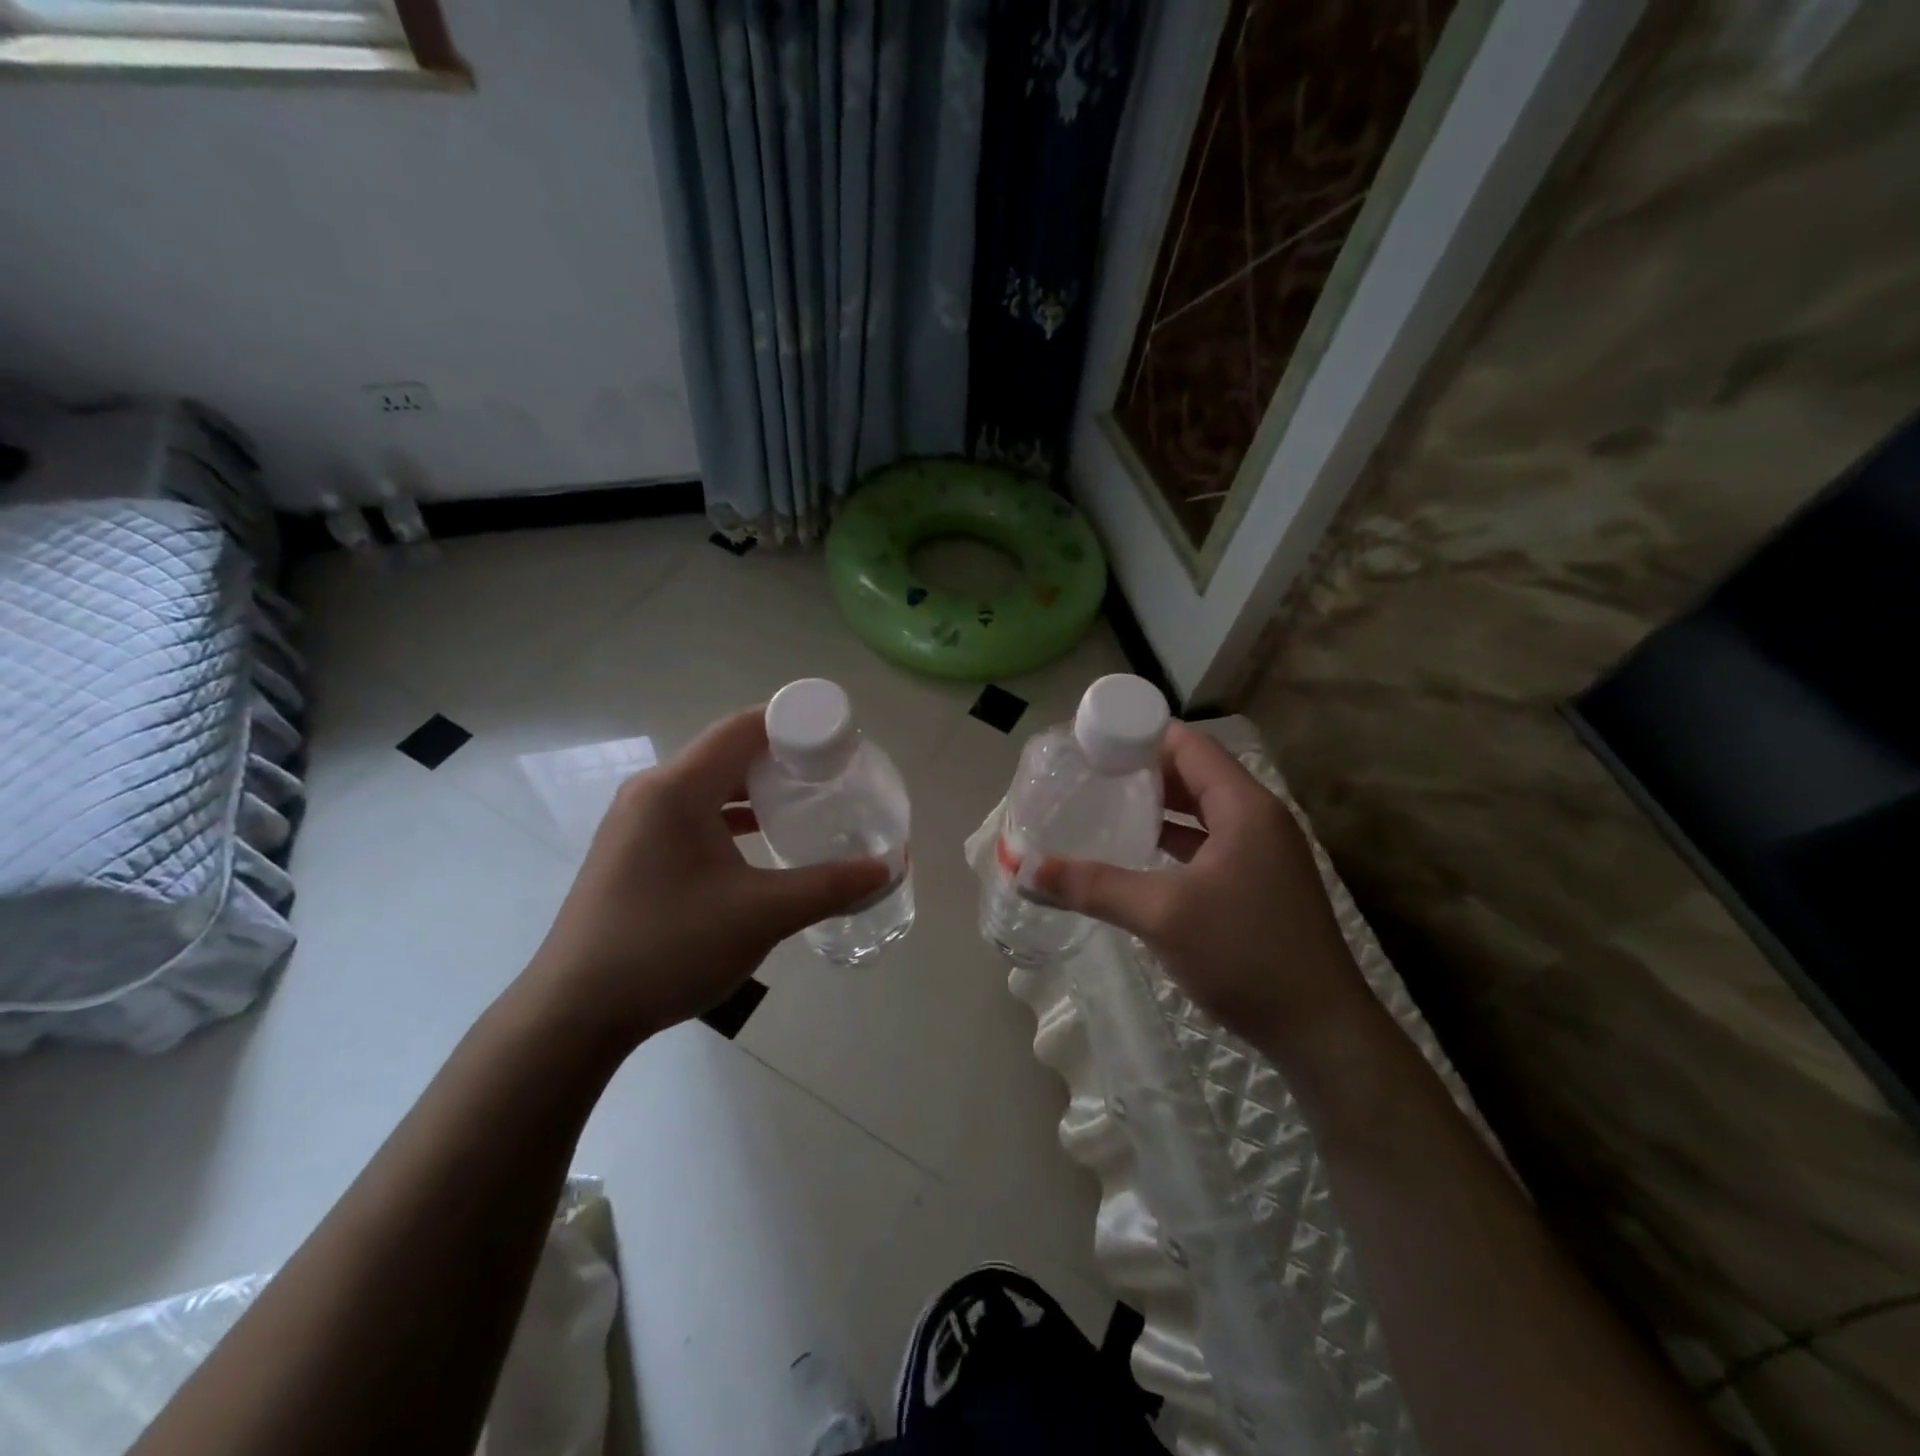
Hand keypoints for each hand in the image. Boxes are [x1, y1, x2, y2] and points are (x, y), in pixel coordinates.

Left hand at [523, 708, 888, 1054]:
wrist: (574, 1013)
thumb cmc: (669, 947)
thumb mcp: (761, 915)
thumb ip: (828, 886)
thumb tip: (885, 869)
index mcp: (677, 789)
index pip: (743, 728)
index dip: (794, 723)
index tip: (839, 739)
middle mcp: (652, 792)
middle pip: (726, 752)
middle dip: (781, 756)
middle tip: (832, 773)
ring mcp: (636, 822)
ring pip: (708, 785)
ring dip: (755, 788)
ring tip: (804, 801)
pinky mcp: (632, 851)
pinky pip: (690, 813)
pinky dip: (729, 816)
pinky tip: (758, 839)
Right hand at [1032, 723, 1366, 1051]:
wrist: (1319, 1030)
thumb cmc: (1244, 953)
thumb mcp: (1162, 914)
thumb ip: (1094, 886)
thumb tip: (1028, 871)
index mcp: (1245, 807)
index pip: (1190, 746)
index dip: (1141, 737)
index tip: (1093, 745)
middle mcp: (1258, 819)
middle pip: (1195, 775)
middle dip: (1143, 772)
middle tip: (1090, 776)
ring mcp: (1263, 854)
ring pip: (1202, 812)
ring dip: (1158, 808)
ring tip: (1105, 807)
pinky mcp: (1259, 884)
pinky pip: (1209, 844)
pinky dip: (1174, 841)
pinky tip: (1139, 854)